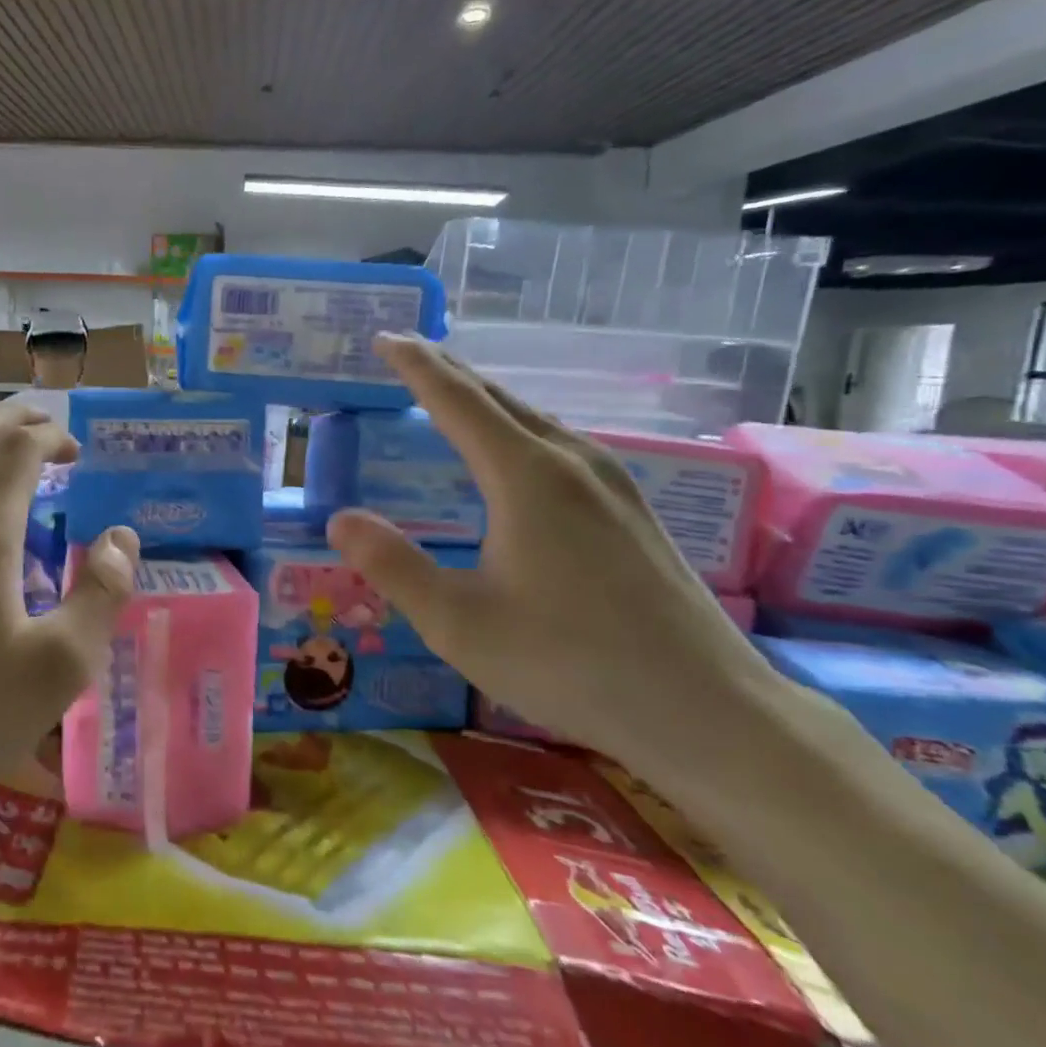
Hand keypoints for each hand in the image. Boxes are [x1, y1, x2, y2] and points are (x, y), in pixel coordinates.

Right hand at [327, 334, 786, 786]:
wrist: (705, 708)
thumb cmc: (568, 662)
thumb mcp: (457, 622)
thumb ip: (392, 565)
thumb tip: (340, 519)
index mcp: (526, 475)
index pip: (457, 400)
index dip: (416, 366)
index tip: (385, 337)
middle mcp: (572, 461)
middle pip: (499, 398)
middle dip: (449, 372)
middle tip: (408, 355)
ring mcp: (612, 482)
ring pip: (535, 420)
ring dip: (485, 401)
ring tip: (451, 398)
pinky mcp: (632, 509)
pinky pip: (559, 445)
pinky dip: (517, 430)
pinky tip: (515, 456)